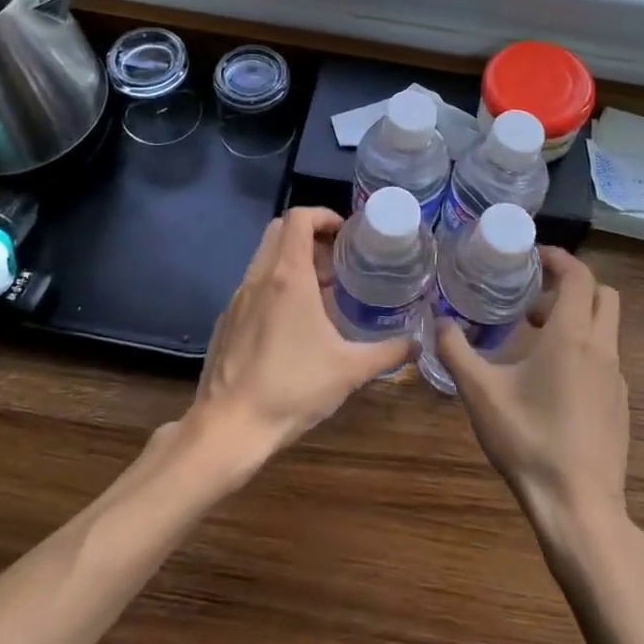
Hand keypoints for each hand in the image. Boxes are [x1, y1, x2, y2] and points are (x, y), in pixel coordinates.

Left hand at [185, 207, 416, 477]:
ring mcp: (237, 298)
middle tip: (336, 263)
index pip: (298, 217)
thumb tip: (418, 343)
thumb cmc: (292, 389)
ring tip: (320, 293)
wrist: (228, 428)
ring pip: (264, 258)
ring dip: (291, 261)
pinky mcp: (226, 321)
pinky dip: (274, 286)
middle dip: (309, 235)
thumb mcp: (350, 370)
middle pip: (279, 230)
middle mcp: (259, 277)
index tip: (346, 235)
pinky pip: (252, 286)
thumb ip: (388, 352)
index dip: (323, 215)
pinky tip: (292, 324)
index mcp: (288, 276)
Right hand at [436, 247, 628, 534]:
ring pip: (605, 328)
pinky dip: (583, 349)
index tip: (532, 257)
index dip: (558, 258)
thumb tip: (439, 321)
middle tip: (532, 299)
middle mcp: (602, 349)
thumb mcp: (480, 394)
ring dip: (575, 319)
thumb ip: (456, 351)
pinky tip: (551, 382)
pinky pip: (605, 359)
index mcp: (572, 336)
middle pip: (602, 295)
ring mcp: (617, 379)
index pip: (579, 275)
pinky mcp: (620, 405)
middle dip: (570, 286)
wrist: (579, 508)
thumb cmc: (529, 441)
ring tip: (533, 340)